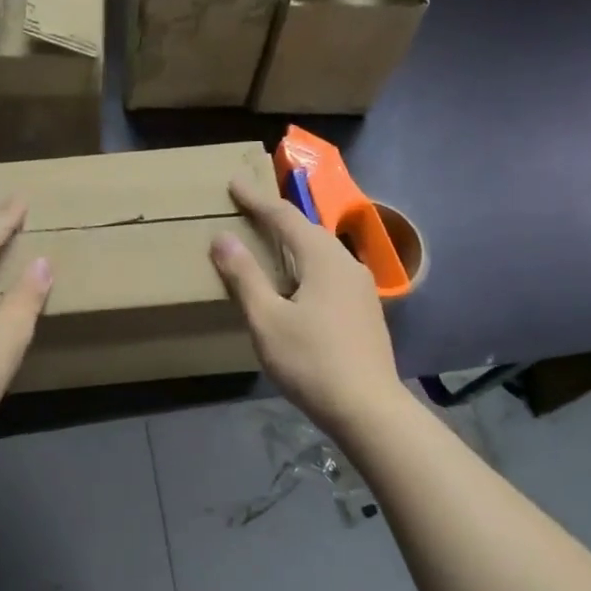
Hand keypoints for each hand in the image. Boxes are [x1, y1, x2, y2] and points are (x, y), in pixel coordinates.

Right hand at [209, 176, 402, 431]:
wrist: (368, 408)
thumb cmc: (311, 362)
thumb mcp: (267, 320)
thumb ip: (245, 277)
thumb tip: (223, 238)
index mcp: (323, 259)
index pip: (285, 217)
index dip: (257, 200)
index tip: (234, 183)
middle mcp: (347, 263)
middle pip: (308, 230)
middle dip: (277, 217)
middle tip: (249, 208)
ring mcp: (361, 288)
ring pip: (322, 252)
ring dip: (294, 242)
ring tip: (270, 242)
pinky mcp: (365, 310)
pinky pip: (330, 272)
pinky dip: (307, 265)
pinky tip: (297, 282)